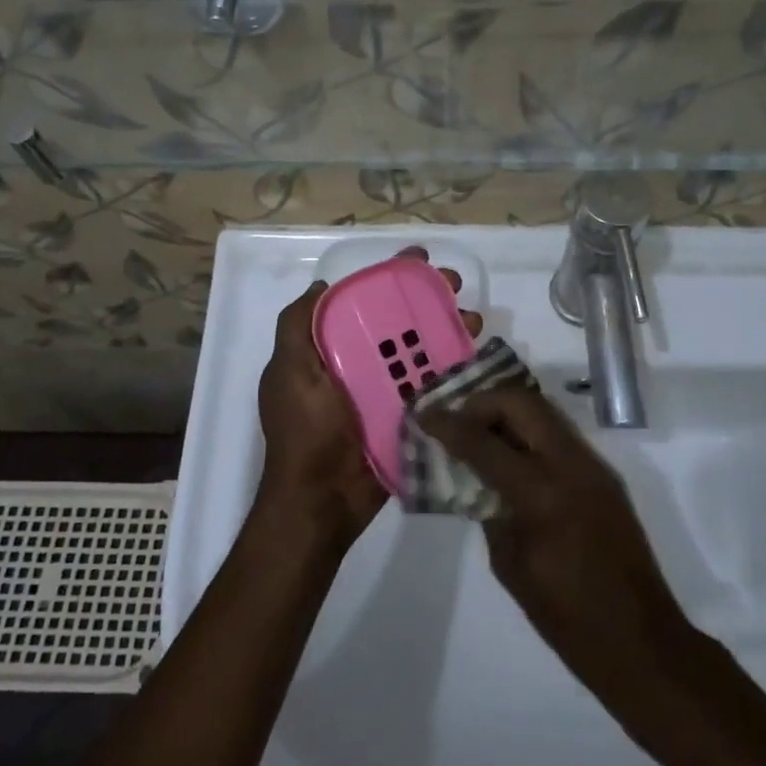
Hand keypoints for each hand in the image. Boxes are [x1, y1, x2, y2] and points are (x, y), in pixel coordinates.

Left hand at [257, 248, 480, 550]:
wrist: (323, 503)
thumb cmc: (306, 433)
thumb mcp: (290, 373)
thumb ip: (296, 328)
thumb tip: (322, 285)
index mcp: (329, 351)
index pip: (363, 303)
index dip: (390, 280)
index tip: (419, 262)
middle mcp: (358, 365)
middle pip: (399, 322)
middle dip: (428, 299)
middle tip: (456, 286)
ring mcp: (385, 392)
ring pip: (421, 350)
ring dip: (448, 329)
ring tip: (474, 320)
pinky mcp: (407, 417)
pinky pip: (432, 386)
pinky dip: (453, 368)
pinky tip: (475, 355)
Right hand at [419, 387, 691, 701]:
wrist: (640, 641)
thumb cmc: (566, 617)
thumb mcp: (510, 564)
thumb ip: (490, 510)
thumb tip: (475, 478)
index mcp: (543, 494)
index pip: (485, 442)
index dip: (449, 425)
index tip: (423, 414)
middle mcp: (572, 465)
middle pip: (522, 403)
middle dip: (483, 403)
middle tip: (456, 420)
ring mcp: (594, 466)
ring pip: (544, 411)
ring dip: (508, 412)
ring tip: (479, 432)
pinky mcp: (604, 476)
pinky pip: (559, 434)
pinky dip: (530, 431)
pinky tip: (510, 456)